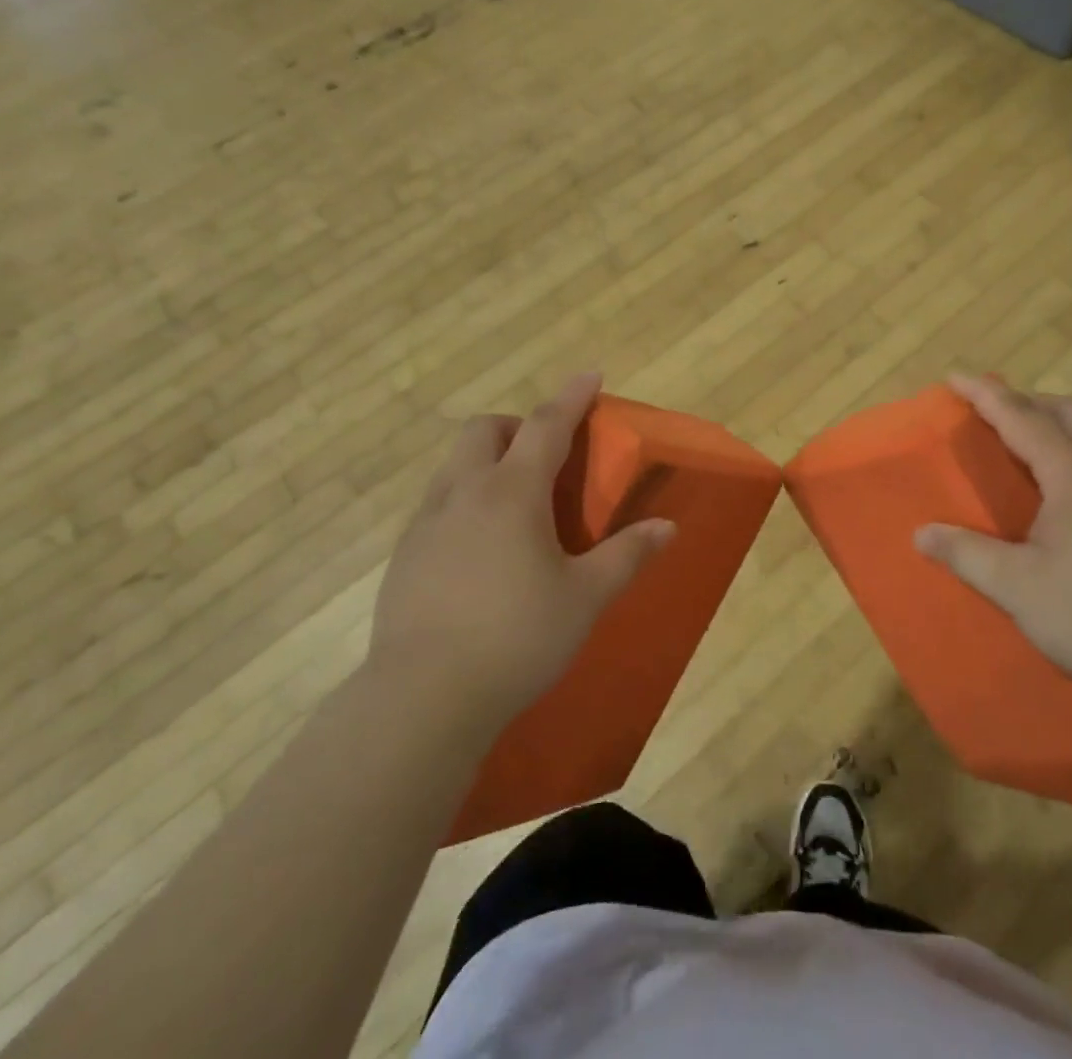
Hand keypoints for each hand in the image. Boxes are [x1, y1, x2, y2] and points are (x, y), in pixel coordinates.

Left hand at [368, 372, 674, 724]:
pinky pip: (437, 505)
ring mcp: (426, 523)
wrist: (423, 698)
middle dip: (516, 426)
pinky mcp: (404, 556)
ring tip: (515, 504)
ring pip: (454, 466)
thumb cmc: (517, 637)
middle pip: (484, 430)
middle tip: (545, 455)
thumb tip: (667, 527)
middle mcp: (464, 493)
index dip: (572, 396)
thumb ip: (627, 555)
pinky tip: (480, 550)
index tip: (591, 375)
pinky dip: (464, 502)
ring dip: (486, 462)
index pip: (546, 424)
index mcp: (513, 492)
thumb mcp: (585, 597)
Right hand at [914, 372, 1071, 722]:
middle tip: (993, 413)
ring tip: (1027, 450)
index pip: (1022, 419)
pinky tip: (1070, 499)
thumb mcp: (1019, 589)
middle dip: (1028, 401)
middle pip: (1070, 413)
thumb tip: (922, 532)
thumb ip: (967, 554)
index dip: (985, 395)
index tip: (955, 377)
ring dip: (1058, 427)